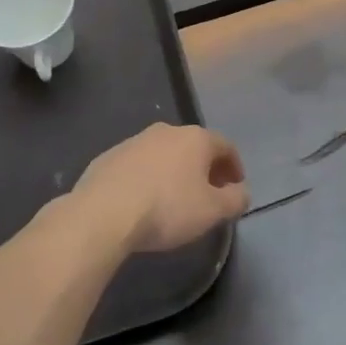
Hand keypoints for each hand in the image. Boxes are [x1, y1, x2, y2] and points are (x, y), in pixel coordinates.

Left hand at [73, 123, 250, 253]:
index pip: (226, 146)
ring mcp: (134, 141)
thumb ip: (235, 200)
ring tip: (174, 200)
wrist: (104, 213)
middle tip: (208, 194)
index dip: (235, 167)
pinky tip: (143, 201)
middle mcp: (166, 131)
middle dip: (205, 169)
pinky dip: (147, 178)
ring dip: (175, 172)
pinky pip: (138, 165)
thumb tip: (242, 192)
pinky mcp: (108, 156)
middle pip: (194, 147)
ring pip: (164, 154)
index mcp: (196, 138)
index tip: (235, 188)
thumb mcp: (212, 211)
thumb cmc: (167, 208)